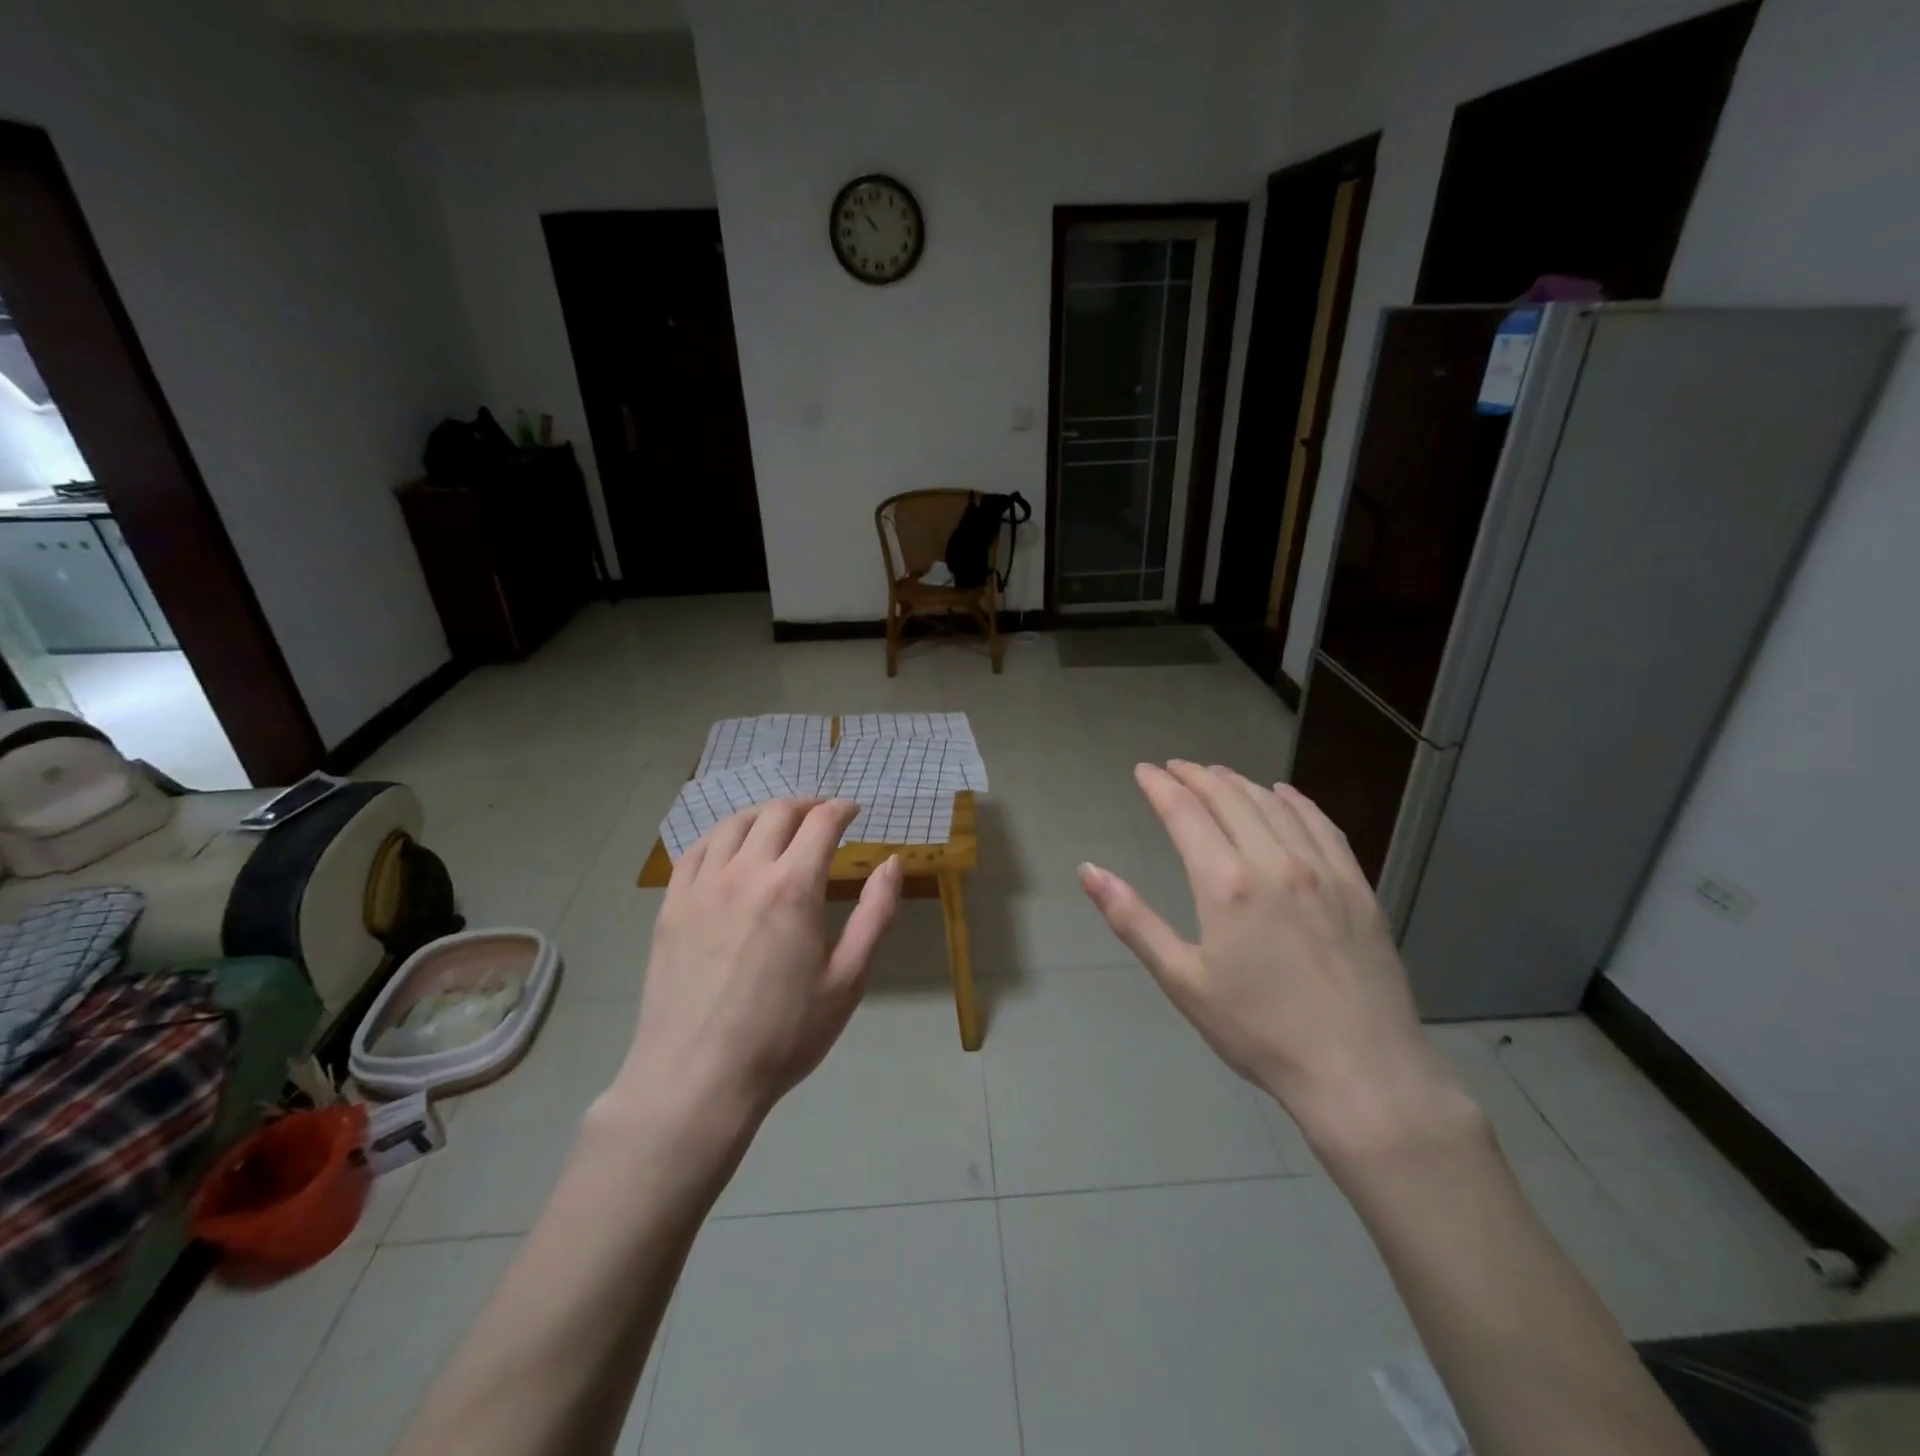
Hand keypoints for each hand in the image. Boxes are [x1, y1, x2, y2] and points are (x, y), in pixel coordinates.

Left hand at [610, 799, 902, 1137]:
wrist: (697, 1078)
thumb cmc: (783, 1034)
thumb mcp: (848, 979)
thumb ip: (875, 914)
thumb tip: (891, 863)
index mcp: (792, 887)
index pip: (821, 822)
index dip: (841, 809)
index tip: (853, 812)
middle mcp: (745, 872)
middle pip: (777, 813)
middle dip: (806, 805)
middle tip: (821, 816)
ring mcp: (701, 886)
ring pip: (733, 823)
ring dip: (763, 814)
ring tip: (779, 826)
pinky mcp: (671, 905)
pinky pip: (696, 850)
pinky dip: (721, 836)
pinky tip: (730, 849)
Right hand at [1079, 762, 1472, 1160]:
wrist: (1362, 1073)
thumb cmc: (1258, 1031)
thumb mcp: (1182, 980)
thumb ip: (1132, 919)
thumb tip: (1088, 870)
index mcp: (1226, 883)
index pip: (1185, 812)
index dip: (1160, 786)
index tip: (1143, 770)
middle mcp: (1274, 862)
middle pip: (1229, 797)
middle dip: (1196, 775)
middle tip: (1174, 768)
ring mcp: (1322, 870)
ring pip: (1274, 805)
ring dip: (1240, 782)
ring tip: (1217, 774)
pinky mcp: (1357, 887)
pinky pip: (1323, 825)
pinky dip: (1296, 801)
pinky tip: (1284, 794)